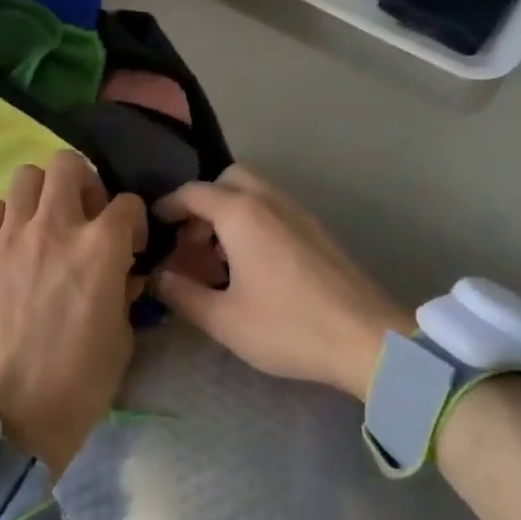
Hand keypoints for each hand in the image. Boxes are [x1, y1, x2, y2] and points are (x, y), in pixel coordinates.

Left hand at [0, 151, 148, 473]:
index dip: (135, 221)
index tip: (130, 245)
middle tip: (85, 215)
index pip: (127, 203)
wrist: (15, 416)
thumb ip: (124, 289)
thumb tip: (122, 271)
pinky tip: (11, 243)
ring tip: (44, 224)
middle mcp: (55, 228)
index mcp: (100, 247)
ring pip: (25, 177)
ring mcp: (10, 238)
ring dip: (42, 194)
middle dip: (84, 183)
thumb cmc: (81, 381)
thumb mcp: (123, 335)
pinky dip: (4, 218)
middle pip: (68, 165)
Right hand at [153, 165, 413, 399]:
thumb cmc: (288, 327)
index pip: (193, 192)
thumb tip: (159, 277)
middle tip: (193, 240)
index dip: (168, 206)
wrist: (367, 339)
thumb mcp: (224, 319)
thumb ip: (183, 294)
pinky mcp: (318, 230)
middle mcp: (270, 201)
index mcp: (241, 214)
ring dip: (230, 212)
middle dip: (204, 202)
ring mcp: (299, 213)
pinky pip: (275, 209)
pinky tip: (253, 265)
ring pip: (255, 192)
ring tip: (220, 258)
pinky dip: (255, 221)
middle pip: (229, 179)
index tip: (153, 225)